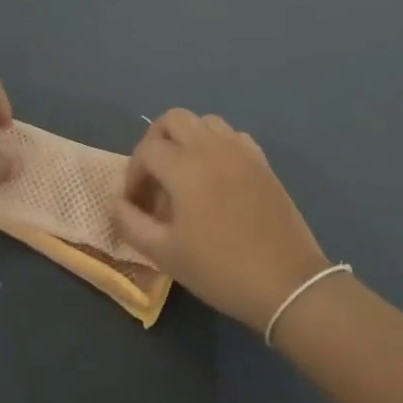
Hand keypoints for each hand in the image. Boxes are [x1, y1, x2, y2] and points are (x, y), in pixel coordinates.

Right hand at [113, 109, 330, 333]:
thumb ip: (131, 223)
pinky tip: (216, 176)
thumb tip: (116, 202)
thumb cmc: (220, 269)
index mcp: (185, 167)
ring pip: (205, 121)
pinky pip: (232, 136)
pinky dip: (216, 145)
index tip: (134, 203)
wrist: (287, 283)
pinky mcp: (262, 161)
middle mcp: (211, 147)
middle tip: (154, 176)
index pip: (146, 150)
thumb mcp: (165, 254)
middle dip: (156, 142)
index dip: (133, 174)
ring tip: (184, 173)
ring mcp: (241, 151)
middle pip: (174, 119)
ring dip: (187, 138)